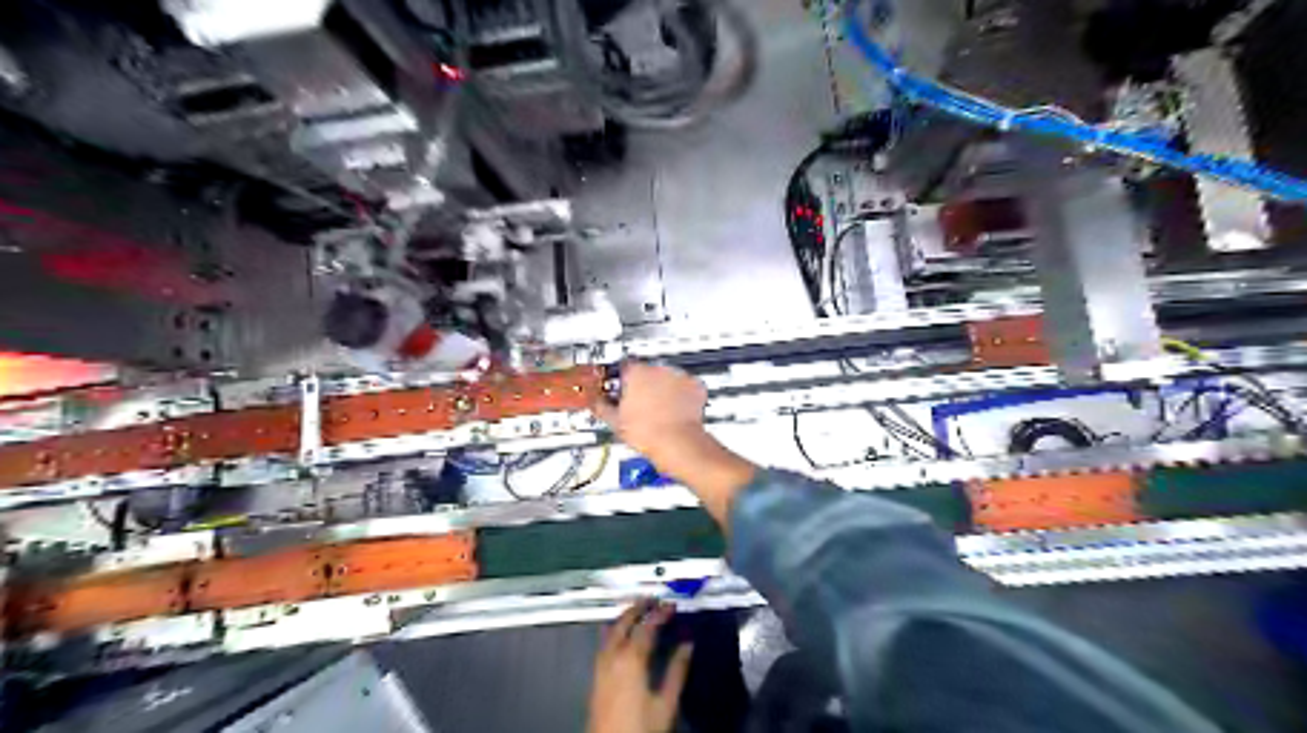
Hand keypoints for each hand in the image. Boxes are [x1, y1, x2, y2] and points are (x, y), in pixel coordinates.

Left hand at [590, 601, 693, 732]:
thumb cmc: (640, 729)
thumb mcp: (666, 703)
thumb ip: (677, 671)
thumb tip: (688, 646)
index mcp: (631, 660)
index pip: (646, 627)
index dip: (659, 613)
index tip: (671, 605)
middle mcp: (612, 658)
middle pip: (623, 622)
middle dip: (638, 608)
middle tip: (652, 599)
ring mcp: (601, 667)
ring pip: (611, 631)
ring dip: (625, 617)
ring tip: (638, 610)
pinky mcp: (596, 677)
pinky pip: (604, 643)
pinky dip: (615, 630)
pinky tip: (620, 633)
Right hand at [597, 361, 711, 462]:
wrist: (677, 443)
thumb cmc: (648, 433)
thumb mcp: (615, 421)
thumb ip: (601, 406)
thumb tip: (596, 402)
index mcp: (635, 373)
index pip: (623, 365)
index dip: (620, 378)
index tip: (620, 387)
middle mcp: (658, 369)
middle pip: (646, 370)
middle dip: (642, 383)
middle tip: (639, 403)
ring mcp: (678, 376)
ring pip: (667, 377)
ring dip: (663, 387)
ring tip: (658, 408)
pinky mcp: (694, 385)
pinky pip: (686, 385)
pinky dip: (681, 394)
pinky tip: (674, 408)